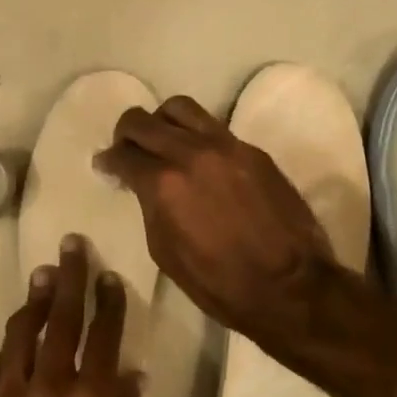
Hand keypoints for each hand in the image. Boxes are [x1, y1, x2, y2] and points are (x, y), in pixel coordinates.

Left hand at [0, 236, 146, 396]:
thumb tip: (130, 376)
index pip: (104, 334)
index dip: (109, 300)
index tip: (111, 277)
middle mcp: (52, 388)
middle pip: (63, 318)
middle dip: (70, 277)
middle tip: (71, 246)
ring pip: (23, 333)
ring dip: (36, 301)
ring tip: (43, 276)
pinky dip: (12, 344)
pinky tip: (19, 332)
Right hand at [95, 95, 338, 344]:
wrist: (291, 287)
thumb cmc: (219, 283)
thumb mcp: (165, 251)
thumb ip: (149, 206)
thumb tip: (141, 185)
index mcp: (164, 183)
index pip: (123, 155)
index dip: (108, 160)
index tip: (105, 165)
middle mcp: (191, 153)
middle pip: (144, 121)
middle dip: (126, 132)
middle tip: (125, 147)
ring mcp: (226, 146)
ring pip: (181, 108)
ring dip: (162, 120)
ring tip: (162, 140)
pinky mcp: (253, 151)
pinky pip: (214, 128)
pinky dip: (196, 136)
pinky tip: (199, 159)